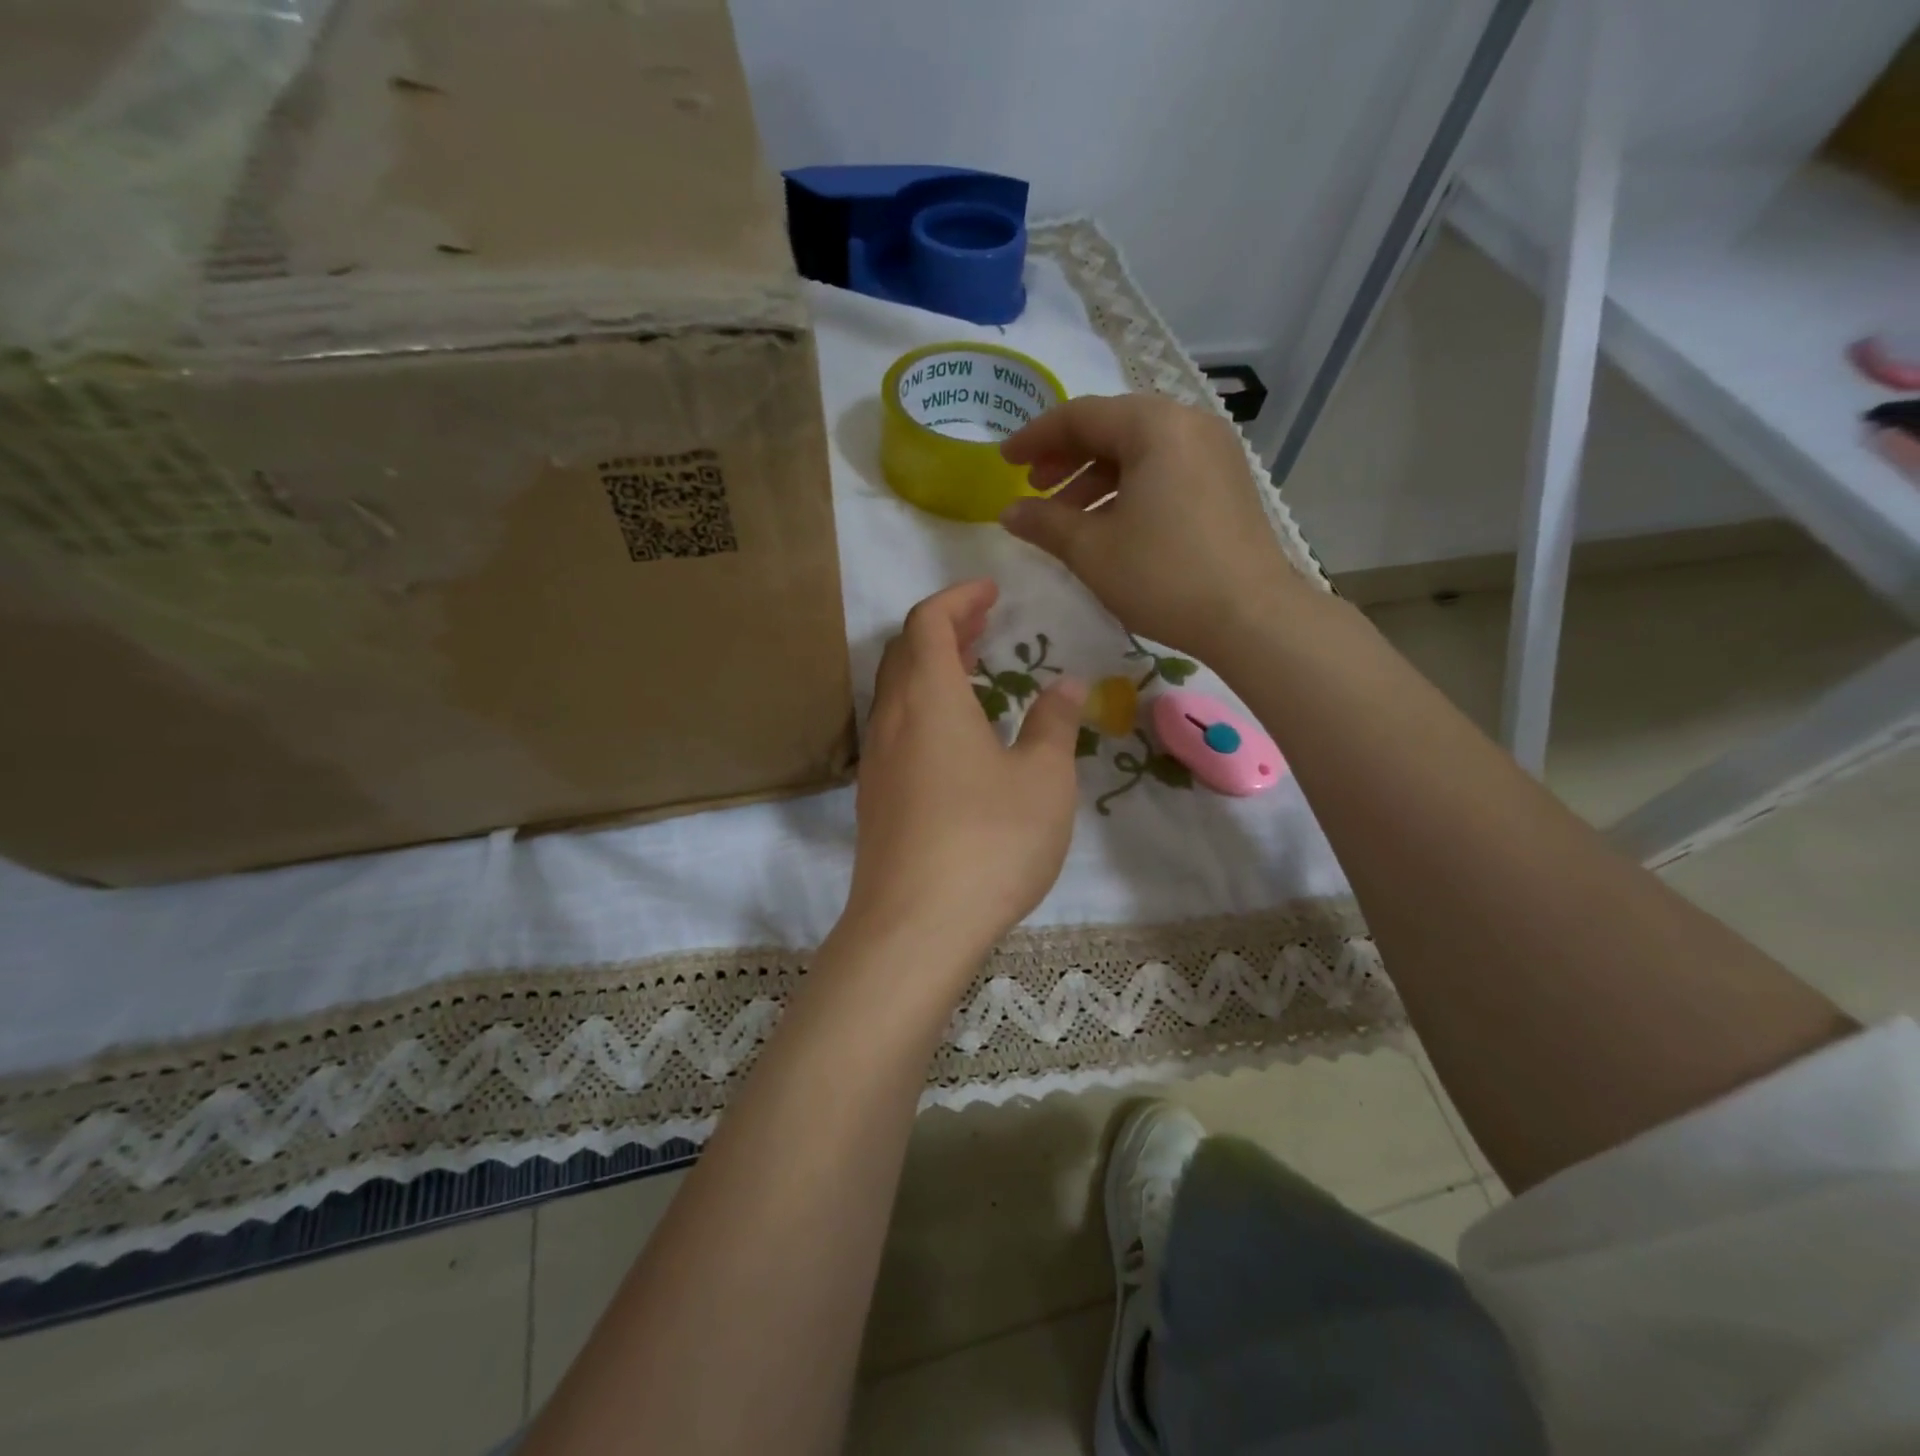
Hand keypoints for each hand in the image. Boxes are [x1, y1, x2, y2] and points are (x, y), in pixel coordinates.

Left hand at [841, 580, 1085, 974]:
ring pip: (897, 692)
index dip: (958, 598)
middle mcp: (893, 720)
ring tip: (972, 669)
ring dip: (931, 669)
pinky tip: (955, 737)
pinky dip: (923, 708)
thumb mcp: (1043, 779)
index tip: (992, 591)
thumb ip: (1054, 725)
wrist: (916, 926)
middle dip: (944, 628)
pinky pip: (896, 729)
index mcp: (929, 698)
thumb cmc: (989, 842)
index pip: (928, 622)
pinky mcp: (875, 798)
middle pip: (905, 652)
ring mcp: (878, 761)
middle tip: (985, 624)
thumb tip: (1067, 685)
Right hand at [998, 395, 1304, 657]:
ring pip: (1140, 450)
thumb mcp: (1092, 550)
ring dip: (1095, 477)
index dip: (1034, 437)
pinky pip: (1165, 469)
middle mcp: (1189, 424)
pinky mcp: (1226, 482)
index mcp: (1155, 426)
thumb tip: (1008, 512)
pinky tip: (1109, 524)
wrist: (1251, 617)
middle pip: (1113, 427)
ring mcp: (1214, 452)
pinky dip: (1129, 489)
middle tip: (1033, 488)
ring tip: (1066, 516)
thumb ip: (1044, 523)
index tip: (1003, 461)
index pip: (1080, 415)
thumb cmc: (1163, 576)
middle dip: (1066, 457)